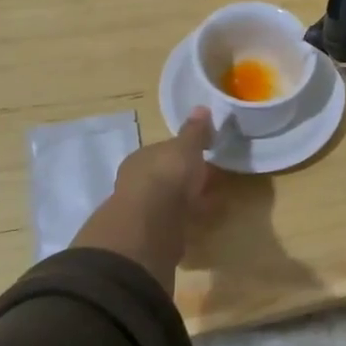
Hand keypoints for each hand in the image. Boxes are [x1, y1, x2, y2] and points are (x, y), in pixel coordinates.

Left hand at [73, 109, 218, 290]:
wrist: (150, 225)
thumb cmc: (167, 175)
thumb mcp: (186, 146)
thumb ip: (194, 131)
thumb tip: (201, 108)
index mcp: (141, 158)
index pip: (162, 151)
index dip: (182, 153)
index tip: (202, 155)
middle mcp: (136, 183)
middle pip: (164, 178)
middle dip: (184, 179)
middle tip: (209, 181)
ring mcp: (141, 212)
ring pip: (168, 202)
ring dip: (185, 203)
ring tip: (210, 204)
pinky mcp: (149, 237)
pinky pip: (172, 224)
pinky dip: (185, 223)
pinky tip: (200, 225)